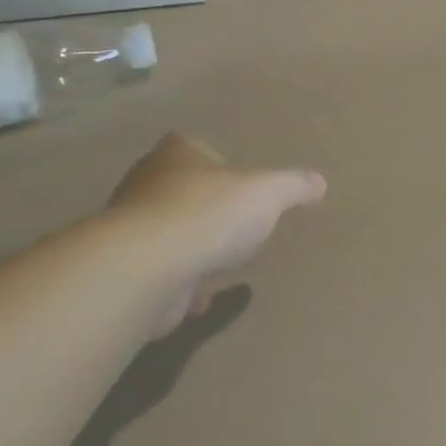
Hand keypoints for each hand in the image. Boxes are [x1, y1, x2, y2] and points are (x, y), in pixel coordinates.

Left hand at [108, 133, 326, 330]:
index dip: (217, 165)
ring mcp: (130, 225)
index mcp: (177, 153)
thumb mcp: (267, 193)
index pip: (195, 147)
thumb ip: (293, 185)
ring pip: (166, 231)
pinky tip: (198, 297)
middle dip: (204, 208)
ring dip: (189, 247)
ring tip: (217, 263)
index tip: (238, 187)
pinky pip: (158, 270)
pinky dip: (177, 283)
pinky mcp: (125, 266)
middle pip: (179, 189)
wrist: (147, 267)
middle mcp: (146, 182)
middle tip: (232, 226)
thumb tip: (319, 182)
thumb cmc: (208, 214)